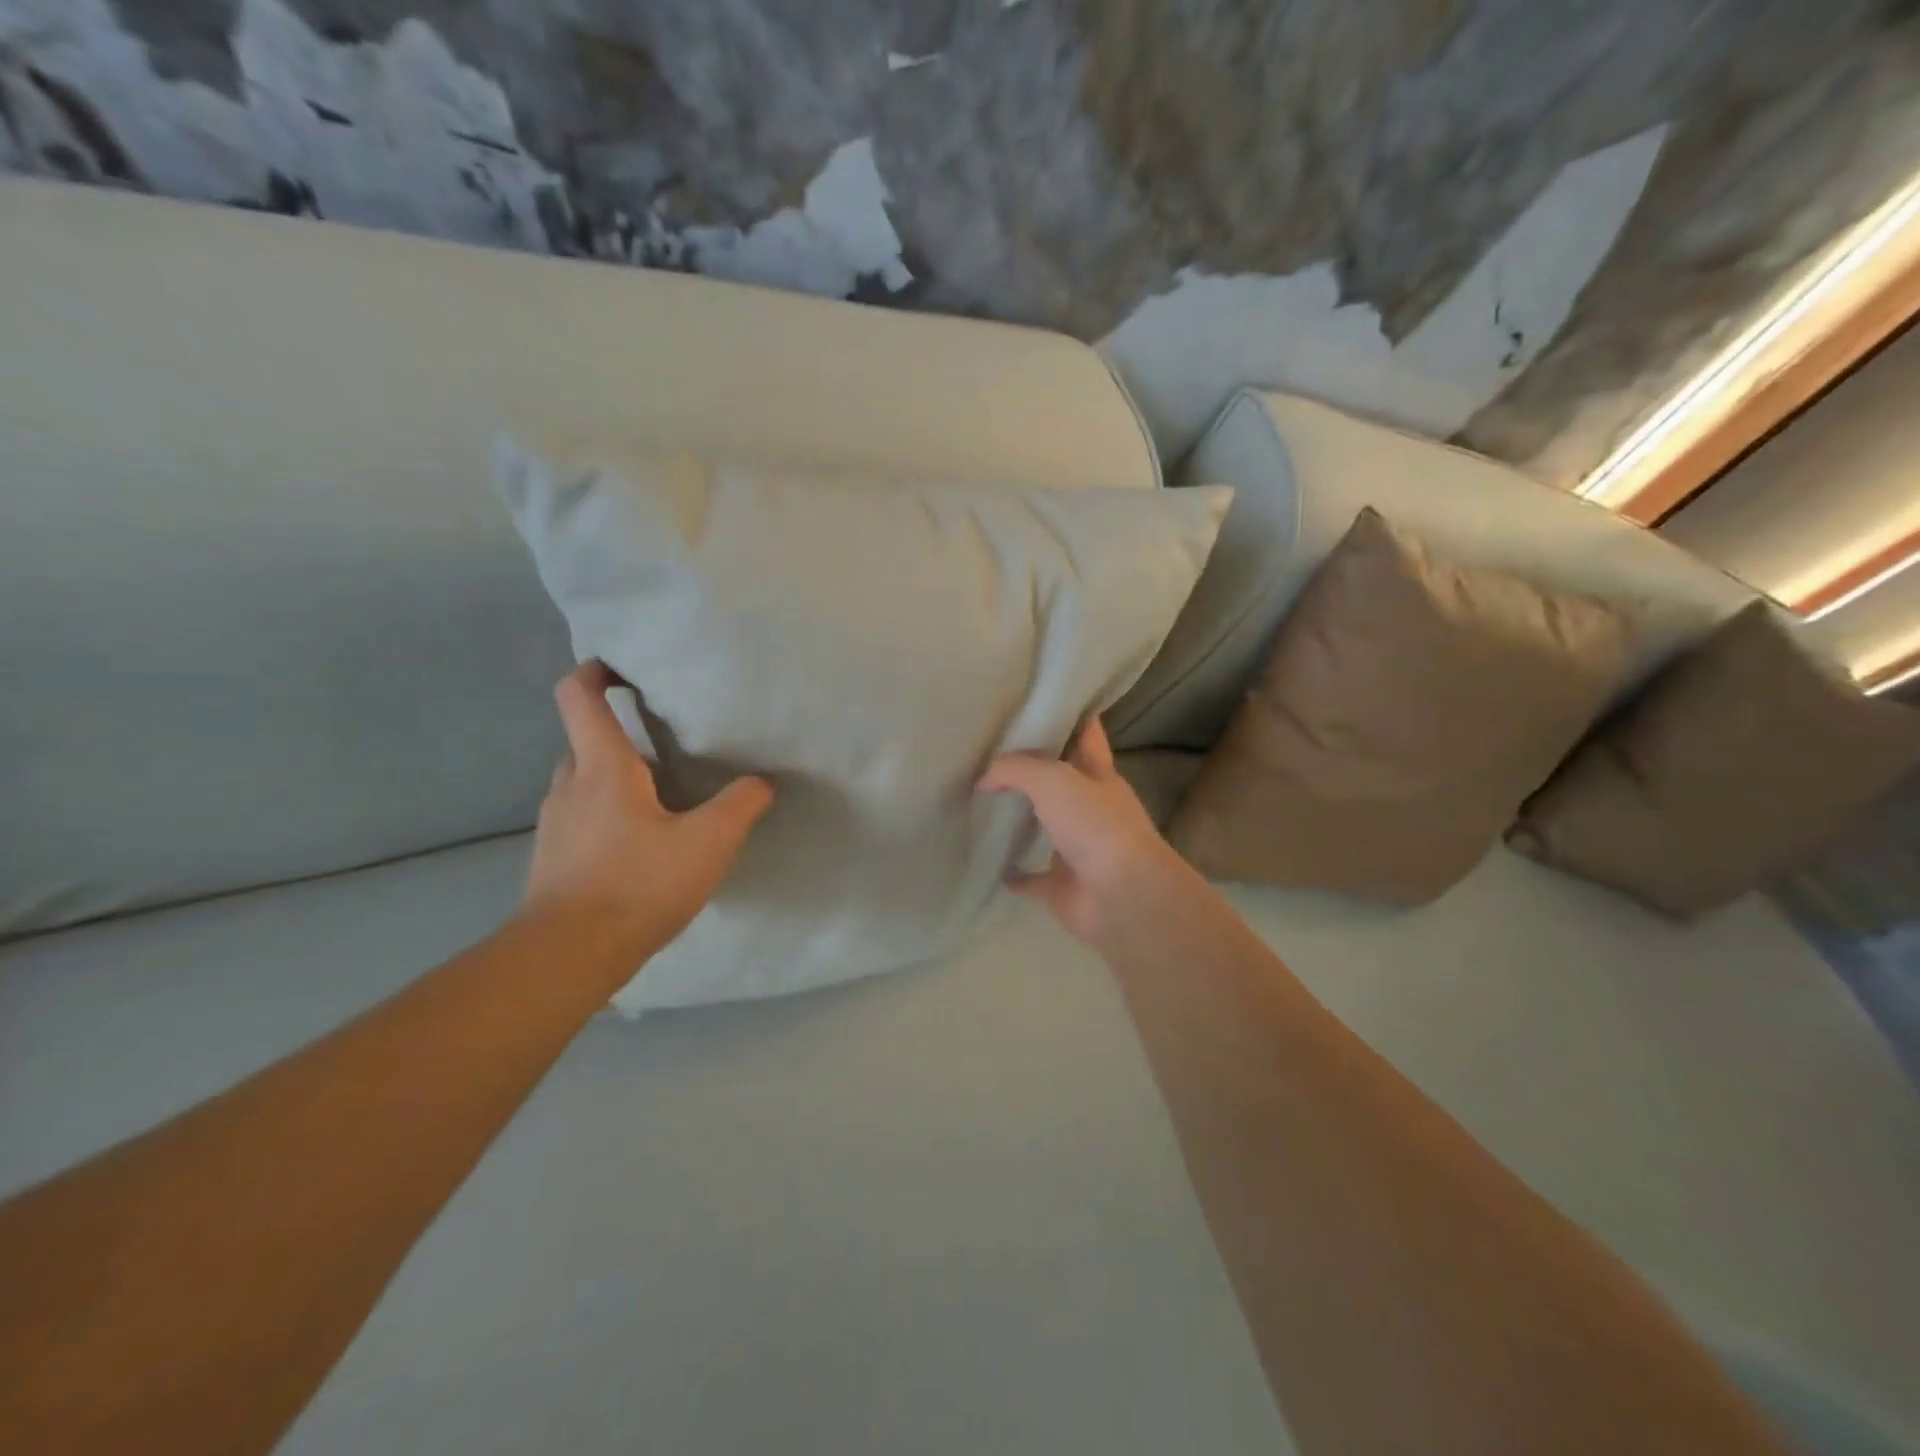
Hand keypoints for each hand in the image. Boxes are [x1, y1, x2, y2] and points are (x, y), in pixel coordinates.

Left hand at [522, 661, 772, 961]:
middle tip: (664, 739)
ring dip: (614, 775)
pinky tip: (641, 841)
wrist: (566, 956)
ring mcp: (555, 823)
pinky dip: (607, 811)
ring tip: (660, 792)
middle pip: (584, 738)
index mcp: (602, 768)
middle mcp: (569, 785)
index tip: (620, 666)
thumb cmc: (637, 885)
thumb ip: (740, 806)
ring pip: (582, 780)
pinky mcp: (553, 856)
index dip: (594, 672)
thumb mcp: (708, 844)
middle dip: (619, 731)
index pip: (578, 698)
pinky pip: (580, 815)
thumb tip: (762, 781)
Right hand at [977, 718, 1188, 947]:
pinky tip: (991, 865)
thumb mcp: (1053, 779)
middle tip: (992, 756)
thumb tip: (984, 778)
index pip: (1086, 734)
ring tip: (984, 806)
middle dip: (1034, 770)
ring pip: (1047, 828)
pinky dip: (1015, 874)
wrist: (1121, 895)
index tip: (1038, 705)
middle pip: (1062, 781)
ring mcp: (1079, 849)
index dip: (1070, 716)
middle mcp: (1092, 809)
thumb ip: (1016, 769)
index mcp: (1099, 775)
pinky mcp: (1064, 886)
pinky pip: (1033, 878)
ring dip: (1023, 820)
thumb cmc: (1095, 825)